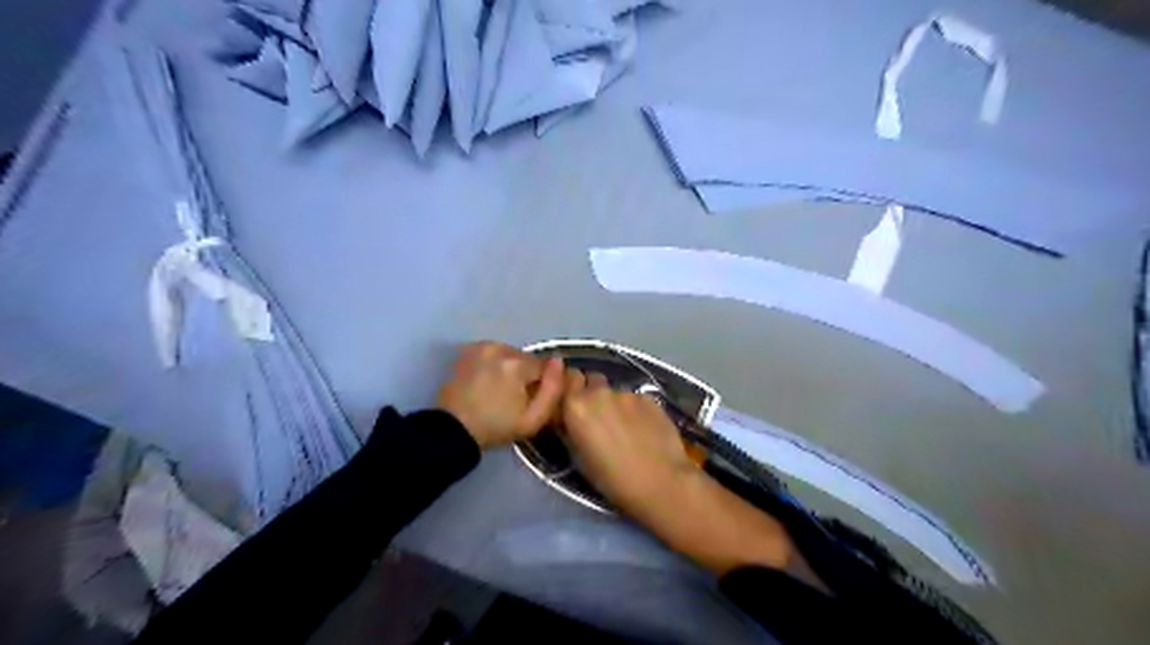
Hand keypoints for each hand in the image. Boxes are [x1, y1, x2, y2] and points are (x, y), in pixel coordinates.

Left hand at [435, 342, 563, 447]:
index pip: (544, 365)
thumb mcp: (533, 419)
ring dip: (510, 368)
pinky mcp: (468, 351)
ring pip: (509, 354)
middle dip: (525, 374)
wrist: (453, 430)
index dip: (542, 383)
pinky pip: (493, 354)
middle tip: (515, 398)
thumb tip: (559, 362)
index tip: (531, 400)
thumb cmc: (495, 427)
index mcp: (517, 364)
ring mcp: (481, 347)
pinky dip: (494, 364)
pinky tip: (487, 382)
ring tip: (499, 391)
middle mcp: (500, 348)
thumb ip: (553, 390)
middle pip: (526, 359)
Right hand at [563, 367, 696, 514]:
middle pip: (591, 379)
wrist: (660, 481)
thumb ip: (570, 428)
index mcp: (576, 405)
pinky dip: (635, 409)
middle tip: (597, 414)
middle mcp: (599, 392)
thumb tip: (569, 418)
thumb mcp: (578, 457)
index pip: (567, 378)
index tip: (573, 404)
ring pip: (615, 390)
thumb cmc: (611, 478)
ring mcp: (627, 392)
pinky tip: (643, 429)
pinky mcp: (649, 398)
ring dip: (615, 402)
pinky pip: (635, 398)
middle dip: (592, 391)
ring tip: (624, 426)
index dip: (571, 389)